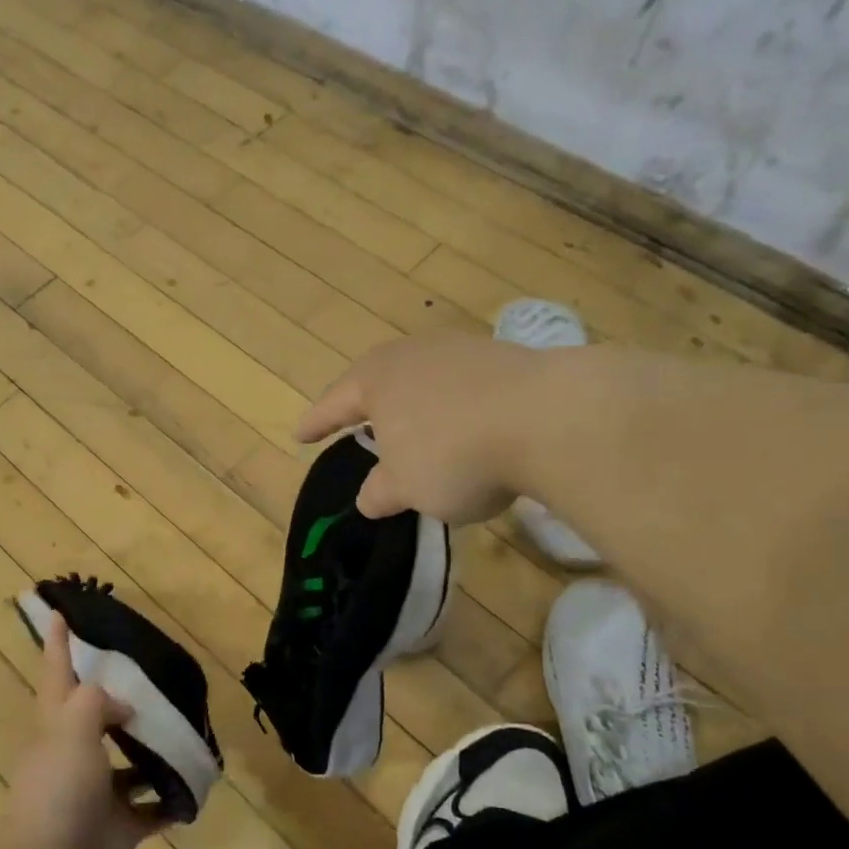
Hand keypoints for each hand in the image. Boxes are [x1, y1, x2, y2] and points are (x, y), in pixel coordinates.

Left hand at [2, 614, 168, 848]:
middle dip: (119, 699)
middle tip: (152, 675)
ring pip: (130, 762)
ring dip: (153, 750)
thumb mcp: (72, 727)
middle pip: (97, 716)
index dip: (57, 642)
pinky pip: (152, 808)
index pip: (57, 672)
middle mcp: (76, 753)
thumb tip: (123, 708)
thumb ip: (97, 702)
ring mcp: (98, 792)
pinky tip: (194, 783)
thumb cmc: (58, 788)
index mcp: (56, 725)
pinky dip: (170, 799)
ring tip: (185, 727)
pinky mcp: (120, 826)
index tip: (59, 612)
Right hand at [300, 332, 533, 524]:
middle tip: (355, 422)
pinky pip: (462, 384)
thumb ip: (381, 492)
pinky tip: (467, 425)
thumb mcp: (408, 487)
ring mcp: (461, 350)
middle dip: (366, 405)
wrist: (549, 418)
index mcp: (376, 380)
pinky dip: (455, 406)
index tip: (299, 435)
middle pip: (378, 379)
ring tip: (414, 426)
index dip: (316, 423)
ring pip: (423, 378)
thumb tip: (368, 498)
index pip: (334, 404)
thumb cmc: (455, 454)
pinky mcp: (504, 357)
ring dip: (414, 404)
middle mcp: (413, 354)